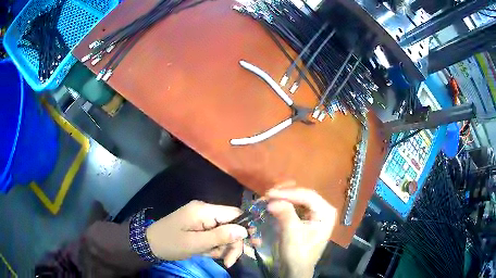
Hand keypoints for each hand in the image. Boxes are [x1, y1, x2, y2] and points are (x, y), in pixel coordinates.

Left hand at [146, 201, 247, 267]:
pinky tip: (205, 252)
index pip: (235, 214)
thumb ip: (220, 236)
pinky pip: (214, 235)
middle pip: (231, 225)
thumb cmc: (171, 243)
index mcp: (204, 210)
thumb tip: (244, 230)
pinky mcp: (198, 225)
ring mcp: (201, 218)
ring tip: (209, 255)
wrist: (149, 244)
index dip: (245, 229)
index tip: (251, 246)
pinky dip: (213, 246)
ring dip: (221, 247)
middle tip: (228, 261)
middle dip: (231, 244)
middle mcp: (205, 210)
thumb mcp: (196, 243)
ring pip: (223, 232)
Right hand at [266, 185, 337, 277]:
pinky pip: (295, 207)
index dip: (288, 193)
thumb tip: (272, 199)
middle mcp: (323, 210)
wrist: (295, 270)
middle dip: (285, 195)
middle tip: (267, 195)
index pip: (308, 196)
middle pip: (303, 196)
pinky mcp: (306, 219)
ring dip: (283, 199)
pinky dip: (284, 205)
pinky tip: (274, 204)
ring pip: (298, 200)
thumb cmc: (298, 254)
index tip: (269, 194)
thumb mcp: (292, 234)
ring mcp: (315, 214)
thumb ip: (285, 214)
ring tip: (268, 198)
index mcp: (326, 212)